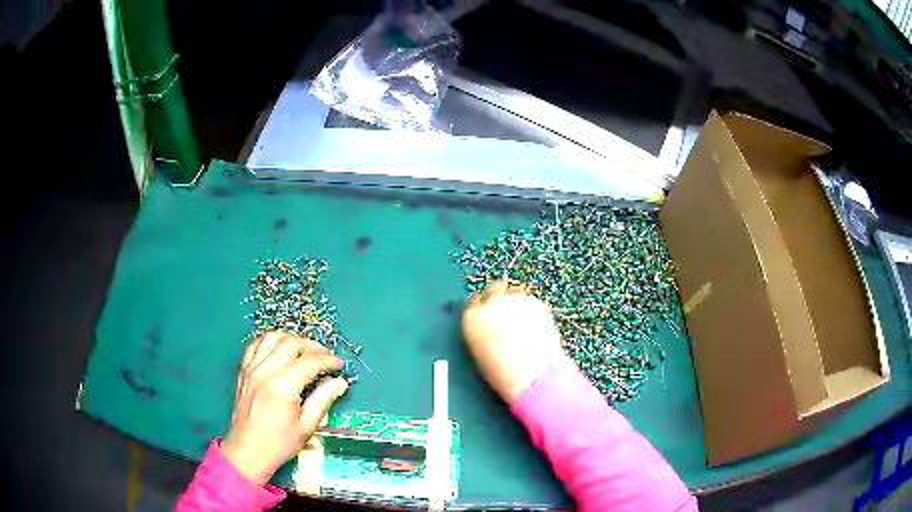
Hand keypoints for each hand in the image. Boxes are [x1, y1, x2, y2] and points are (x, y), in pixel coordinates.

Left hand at [221, 331, 348, 484]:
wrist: (247, 451)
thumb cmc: (278, 444)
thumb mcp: (307, 426)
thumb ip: (323, 400)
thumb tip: (339, 383)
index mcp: (282, 387)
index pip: (309, 361)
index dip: (328, 360)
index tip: (338, 365)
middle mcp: (265, 372)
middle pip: (291, 343)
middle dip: (312, 346)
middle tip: (325, 356)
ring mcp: (251, 369)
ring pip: (272, 337)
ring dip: (291, 339)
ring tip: (304, 350)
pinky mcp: (243, 371)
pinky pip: (256, 345)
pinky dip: (270, 342)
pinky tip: (280, 350)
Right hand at [461, 281, 570, 401]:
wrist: (531, 375)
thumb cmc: (505, 374)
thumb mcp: (482, 354)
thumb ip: (482, 334)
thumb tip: (491, 327)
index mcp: (471, 320)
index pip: (473, 303)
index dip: (483, 308)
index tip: (491, 313)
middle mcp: (489, 304)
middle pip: (493, 290)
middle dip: (500, 298)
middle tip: (511, 312)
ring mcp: (512, 300)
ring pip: (514, 293)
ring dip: (517, 303)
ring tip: (526, 325)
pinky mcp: (533, 301)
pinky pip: (531, 301)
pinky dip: (533, 309)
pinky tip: (537, 326)